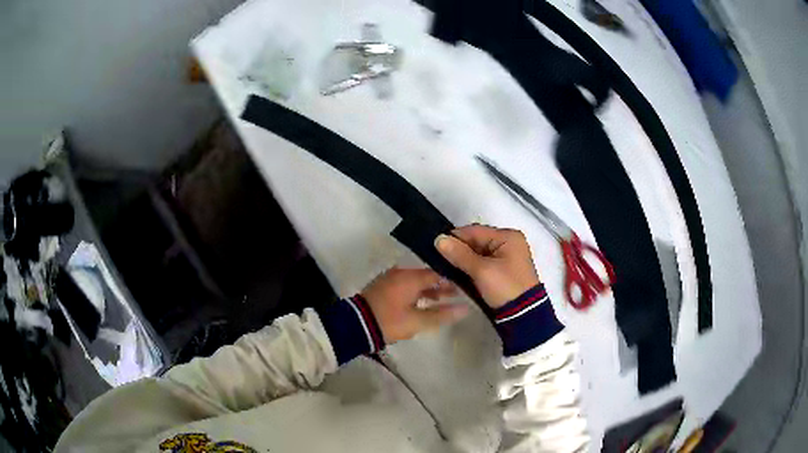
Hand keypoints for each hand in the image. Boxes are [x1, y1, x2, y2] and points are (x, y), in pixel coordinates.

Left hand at [362, 268, 468, 343]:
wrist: (355, 325)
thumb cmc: (389, 321)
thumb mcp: (417, 321)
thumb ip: (442, 314)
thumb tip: (466, 308)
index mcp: (410, 277)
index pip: (438, 274)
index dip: (452, 281)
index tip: (465, 289)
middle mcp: (400, 273)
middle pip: (426, 276)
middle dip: (441, 286)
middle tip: (457, 295)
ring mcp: (389, 279)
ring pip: (415, 281)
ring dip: (428, 290)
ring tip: (442, 301)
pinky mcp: (382, 287)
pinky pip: (404, 285)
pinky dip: (415, 292)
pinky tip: (421, 303)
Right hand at [435, 224, 539, 308]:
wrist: (523, 315)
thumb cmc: (505, 287)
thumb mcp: (481, 270)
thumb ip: (459, 254)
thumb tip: (438, 239)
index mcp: (508, 237)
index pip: (475, 231)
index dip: (455, 238)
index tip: (436, 247)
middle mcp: (509, 243)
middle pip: (476, 241)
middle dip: (459, 250)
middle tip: (439, 259)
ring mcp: (507, 257)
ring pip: (478, 253)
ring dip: (463, 260)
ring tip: (445, 267)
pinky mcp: (503, 271)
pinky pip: (483, 263)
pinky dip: (471, 268)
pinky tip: (458, 274)